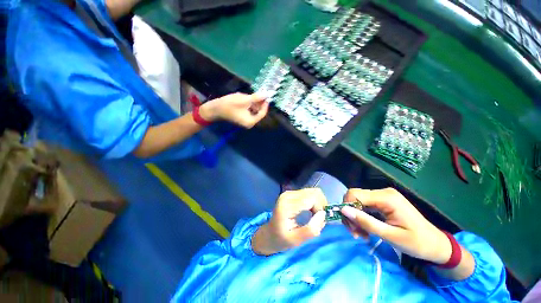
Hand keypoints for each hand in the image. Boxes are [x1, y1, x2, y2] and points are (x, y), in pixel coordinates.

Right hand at [199, 92, 268, 127]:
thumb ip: (256, 97)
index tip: (267, 95)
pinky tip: (245, 98)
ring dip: (254, 102)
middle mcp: (250, 123)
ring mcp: (246, 120)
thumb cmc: (228, 105)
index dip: (265, 104)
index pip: (262, 113)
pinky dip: (249, 104)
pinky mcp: (242, 117)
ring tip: (250, 94)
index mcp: (251, 121)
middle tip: (259, 92)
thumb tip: (267, 94)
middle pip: (258, 112)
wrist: (214, 109)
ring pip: (254, 110)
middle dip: (259, 102)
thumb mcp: (244, 100)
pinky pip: (249, 110)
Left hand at [252, 189, 327, 255]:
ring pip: (313, 192)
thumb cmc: (281, 239)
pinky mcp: (291, 193)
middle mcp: (288, 195)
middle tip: (319, 219)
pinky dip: (314, 202)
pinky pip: (309, 193)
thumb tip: (323, 214)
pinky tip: (311, 211)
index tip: (320, 222)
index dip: (321, 208)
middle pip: (314, 193)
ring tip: (315, 216)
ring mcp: (289, 192)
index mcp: (287, 205)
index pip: (312, 198)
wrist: (269, 234)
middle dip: (321, 205)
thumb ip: (311, 229)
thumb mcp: (296, 241)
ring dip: (318, 203)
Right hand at [340, 188, 451, 263]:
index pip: (354, 194)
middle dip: (351, 214)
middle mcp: (382, 192)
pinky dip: (362, 217)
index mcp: (386, 198)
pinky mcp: (383, 201)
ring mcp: (383, 196)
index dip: (347, 208)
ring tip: (361, 234)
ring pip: (357, 202)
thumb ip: (366, 222)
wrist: (436, 245)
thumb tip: (343, 210)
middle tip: (355, 233)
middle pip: (354, 197)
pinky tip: (366, 229)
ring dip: (356, 217)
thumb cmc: (417, 243)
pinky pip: (365, 205)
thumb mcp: (390, 236)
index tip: (351, 227)